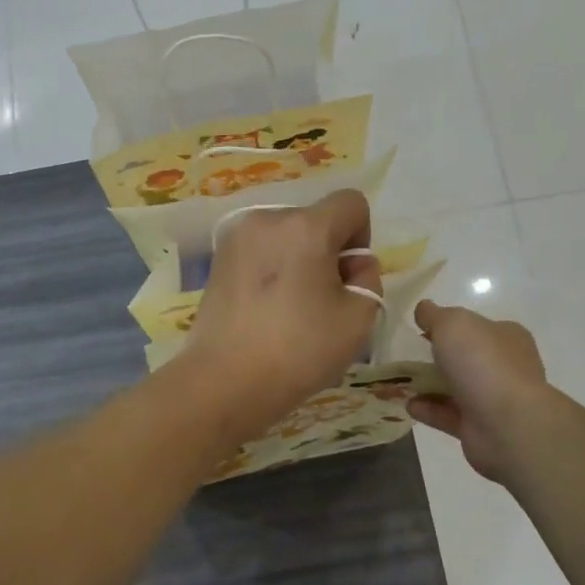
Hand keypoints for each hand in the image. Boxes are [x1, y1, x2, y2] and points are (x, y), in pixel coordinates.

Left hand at [180, 190, 382, 440]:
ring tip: (290, 308)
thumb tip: (351, 265)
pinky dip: (271, 271)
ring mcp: (236, 238)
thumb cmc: (298, 350)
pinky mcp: (217, 260)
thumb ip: (368, 279)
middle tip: (321, 300)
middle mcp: (266, 219)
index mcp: (305, 226)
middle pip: (315, 220)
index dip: (360, 238)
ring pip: (285, 236)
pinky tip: (265, 310)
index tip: (347, 278)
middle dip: (327, 251)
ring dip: (298, 260)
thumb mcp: (359, 318)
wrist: (225, 381)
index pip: (351, 203)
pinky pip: (259, 252)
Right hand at [408, 301, 550, 483]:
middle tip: (405, 355)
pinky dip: (428, 409)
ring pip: (455, 387)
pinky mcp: (479, 427)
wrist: (507, 425)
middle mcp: (504, 366)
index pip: (477, 326)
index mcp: (506, 337)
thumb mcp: (453, 323)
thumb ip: (434, 315)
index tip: (419, 329)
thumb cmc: (482, 363)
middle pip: (465, 357)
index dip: (448, 325)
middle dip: (436, 356)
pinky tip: (407, 404)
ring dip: (427, 384)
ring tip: (398, 381)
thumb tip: (423, 309)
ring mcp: (493, 399)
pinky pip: (448, 414)